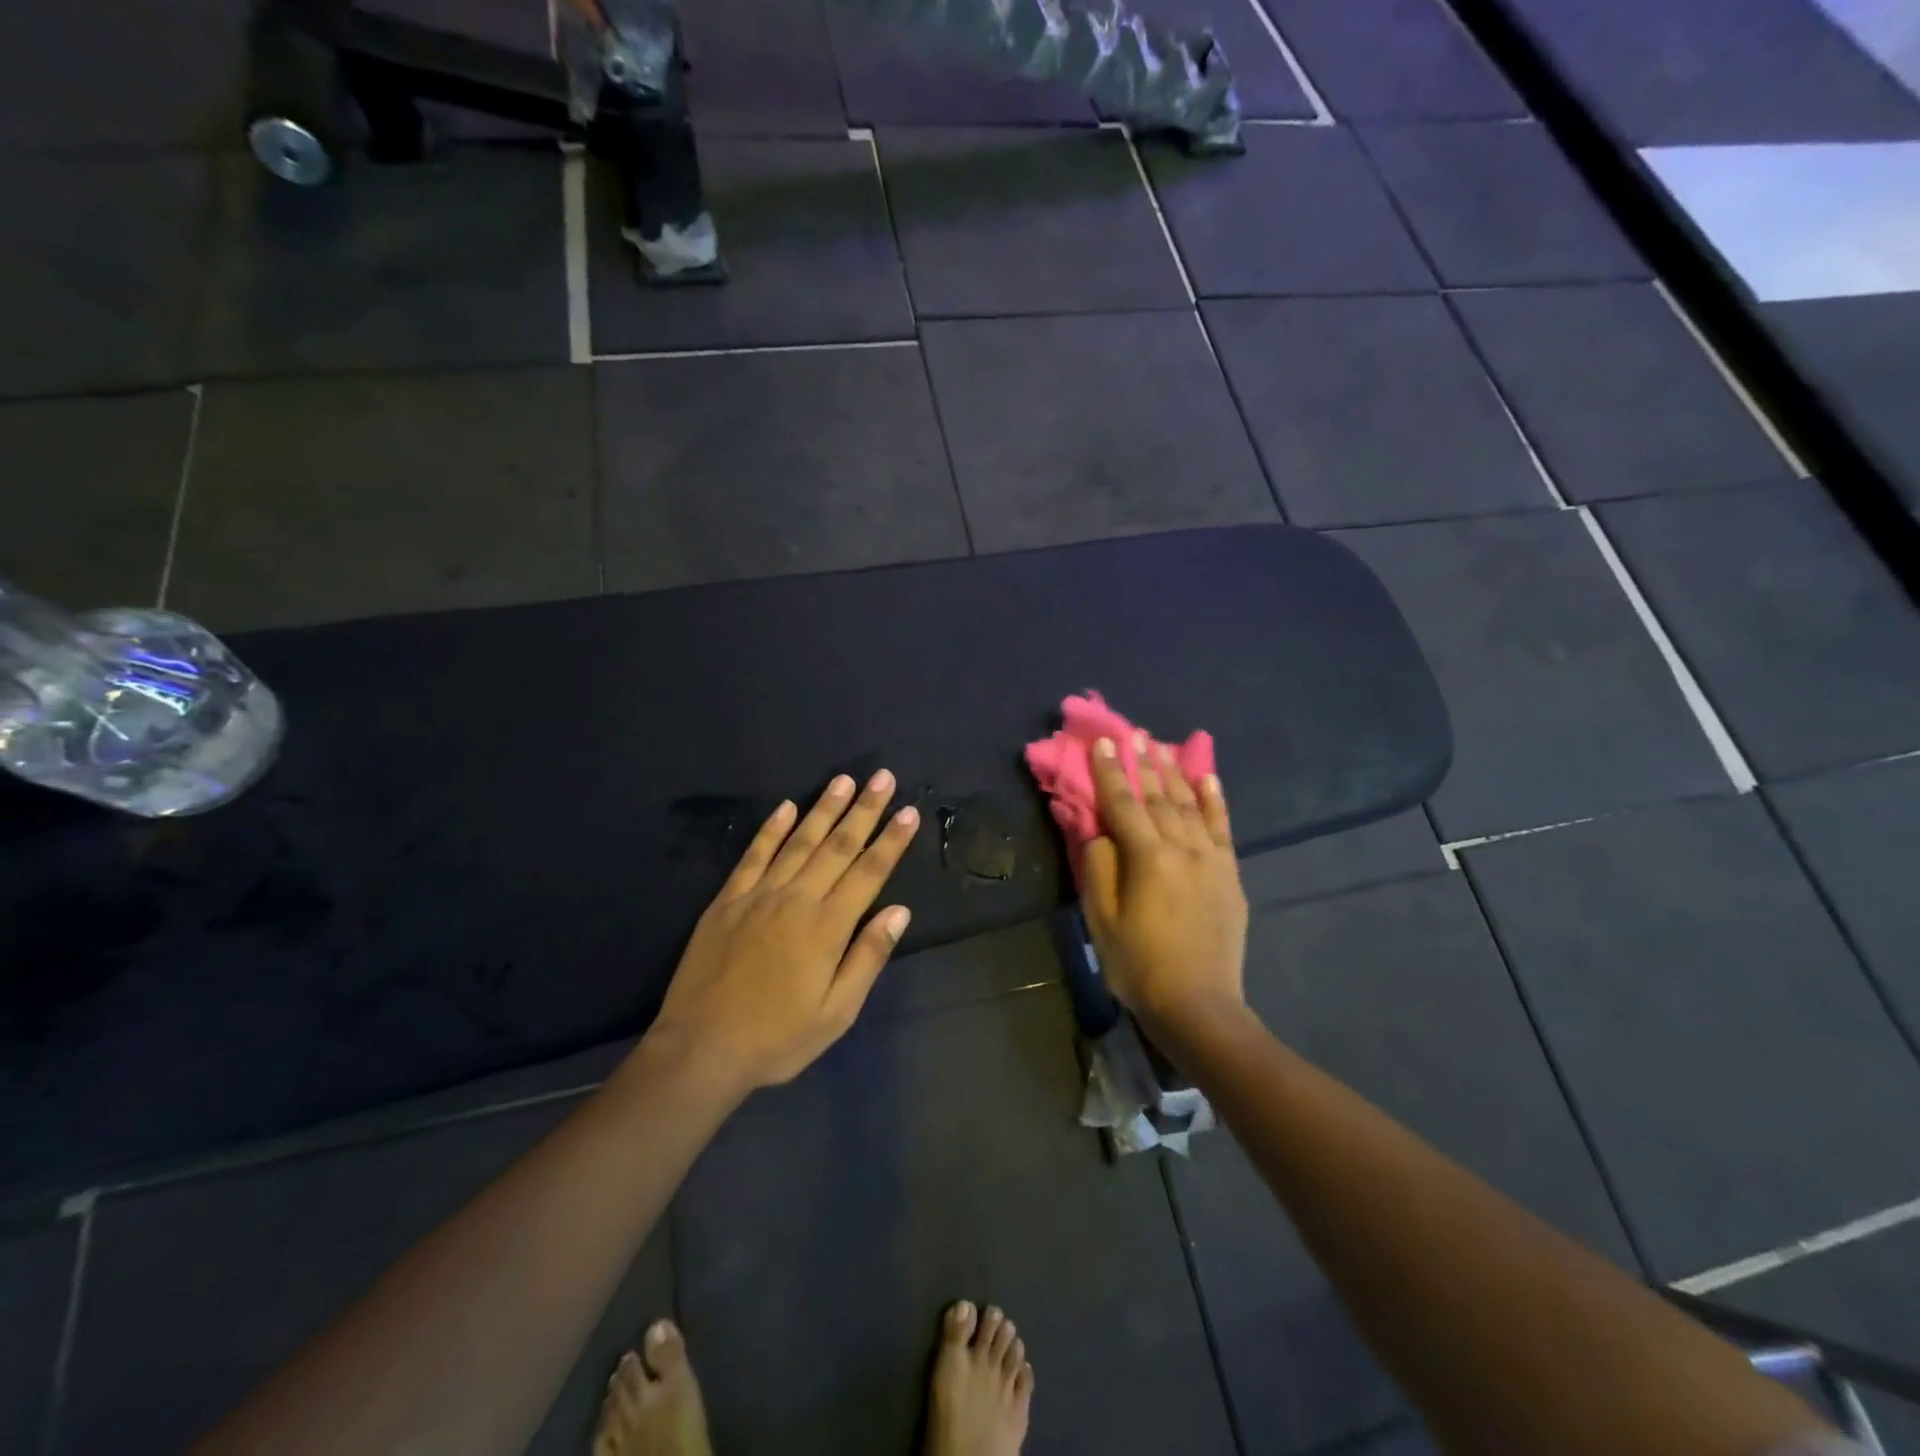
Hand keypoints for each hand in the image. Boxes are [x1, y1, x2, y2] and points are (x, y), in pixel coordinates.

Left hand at [648, 770, 920, 1091]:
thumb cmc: (777, 1038)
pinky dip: (771, 829)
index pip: (869, 872)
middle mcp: (796, 900)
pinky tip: (785, 807)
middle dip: (864, 810)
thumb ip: (868, 957)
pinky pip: (753, 855)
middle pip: (838, 846)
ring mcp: (758, 895)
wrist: (701, 1049)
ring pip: (798, 841)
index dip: (891, 840)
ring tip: (843, 780)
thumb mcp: (836, 1012)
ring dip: (823, 809)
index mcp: (827, 927)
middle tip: (883, 778)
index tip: (908, 811)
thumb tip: (899, 912)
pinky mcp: (726, 900)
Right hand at [1080, 735, 1247, 1034]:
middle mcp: (1182, 847)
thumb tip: (1097, 828)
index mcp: (1147, 857)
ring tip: (1162, 747)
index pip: (1123, 803)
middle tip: (1134, 734)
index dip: (1110, 771)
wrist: (1199, 1005)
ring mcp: (1211, 859)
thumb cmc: (1138, 964)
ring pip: (1190, 805)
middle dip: (1143, 763)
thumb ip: (1098, 867)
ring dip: (1174, 773)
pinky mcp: (1229, 874)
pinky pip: (1222, 827)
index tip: (1101, 741)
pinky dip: (1215, 800)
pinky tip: (1208, 778)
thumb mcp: (1102, 919)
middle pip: (1158, 796)